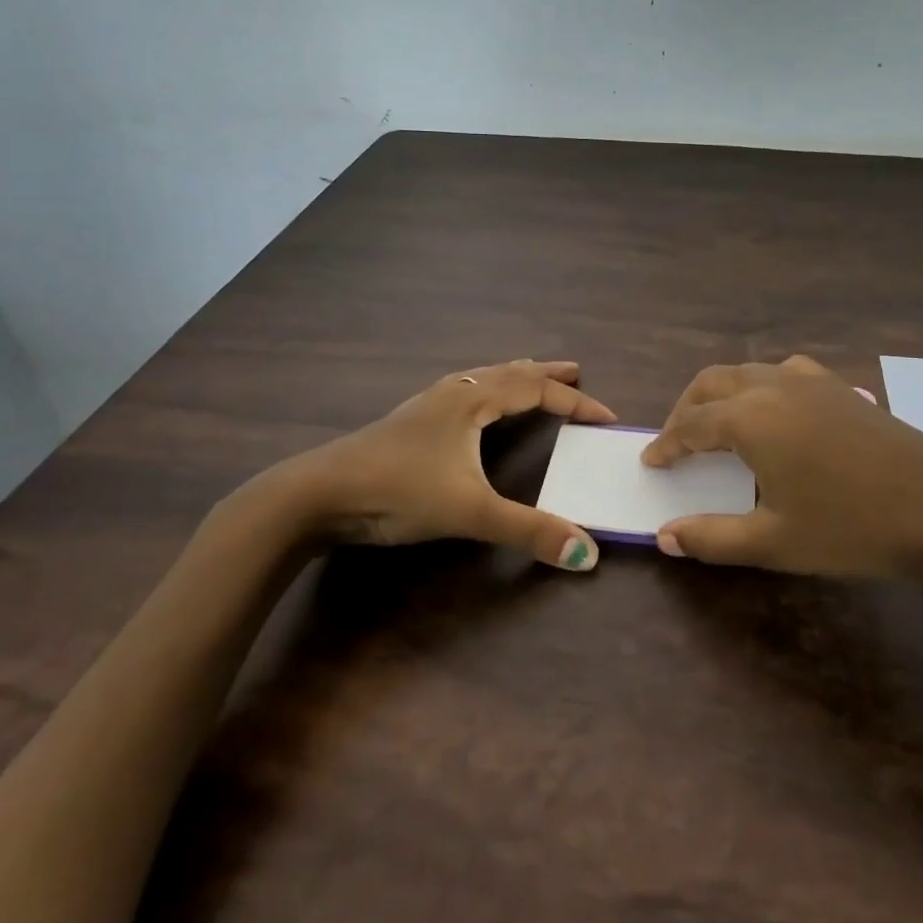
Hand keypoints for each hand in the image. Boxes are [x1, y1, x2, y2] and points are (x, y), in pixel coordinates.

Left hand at [243, 359, 616, 569]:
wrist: (317, 493)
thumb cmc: (398, 491)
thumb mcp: (470, 511)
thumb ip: (528, 531)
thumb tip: (587, 552)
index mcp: (473, 402)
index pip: (536, 391)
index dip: (574, 402)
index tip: (605, 416)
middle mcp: (453, 394)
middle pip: (509, 373)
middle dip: (545, 374)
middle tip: (574, 370)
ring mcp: (426, 405)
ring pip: (480, 378)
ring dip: (511, 375)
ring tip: (528, 373)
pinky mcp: (406, 422)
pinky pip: (459, 391)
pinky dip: (482, 388)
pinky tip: (468, 403)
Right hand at [641, 356, 922, 578]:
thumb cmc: (852, 527)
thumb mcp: (775, 542)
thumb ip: (712, 538)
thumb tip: (664, 537)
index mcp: (750, 418)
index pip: (692, 424)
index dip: (667, 444)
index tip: (651, 461)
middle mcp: (774, 386)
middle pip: (713, 383)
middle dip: (688, 408)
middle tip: (677, 441)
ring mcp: (812, 381)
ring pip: (749, 372)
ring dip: (723, 393)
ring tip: (719, 425)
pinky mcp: (842, 387)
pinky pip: (786, 373)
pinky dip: (762, 386)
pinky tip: (777, 413)